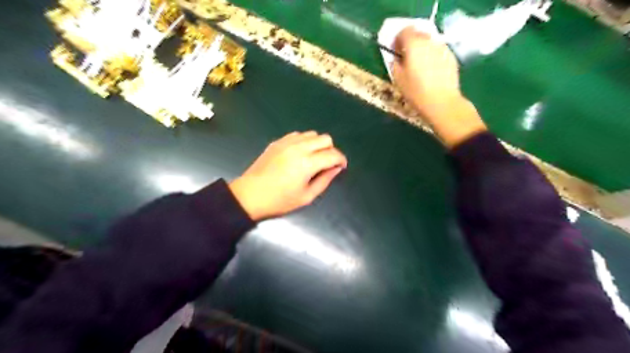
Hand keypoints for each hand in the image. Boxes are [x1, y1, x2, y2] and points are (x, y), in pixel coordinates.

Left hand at [229, 131, 345, 219]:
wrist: (249, 195)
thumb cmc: (280, 201)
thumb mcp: (306, 196)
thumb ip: (324, 180)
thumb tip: (336, 168)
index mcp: (307, 163)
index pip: (333, 154)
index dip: (341, 160)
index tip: (341, 167)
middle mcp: (299, 147)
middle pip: (325, 138)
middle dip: (331, 150)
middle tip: (327, 164)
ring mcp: (287, 142)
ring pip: (312, 134)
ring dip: (318, 144)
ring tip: (313, 158)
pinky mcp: (277, 142)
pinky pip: (298, 135)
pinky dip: (304, 142)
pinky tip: (299, 154)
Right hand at [389, 27, 485, 147]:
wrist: (442, 102)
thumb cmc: (416, 92)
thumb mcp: (398, 79)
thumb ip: (394, 63)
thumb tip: (396, 58)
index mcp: (414, 44)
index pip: (404, 31)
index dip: (397, 39)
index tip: (394, 51)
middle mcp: (429, 41)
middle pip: (418, 33)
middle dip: (410, 41)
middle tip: (405, 56)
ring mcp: (442, 48)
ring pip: (429, 41)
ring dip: (421, 48)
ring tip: (418, 64)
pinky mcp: (451, 56)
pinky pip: (438, 50)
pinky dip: (431, 55)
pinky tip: (430, 70)